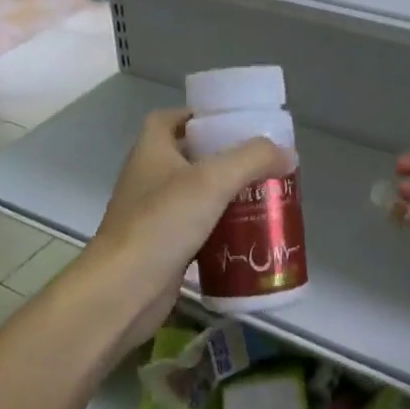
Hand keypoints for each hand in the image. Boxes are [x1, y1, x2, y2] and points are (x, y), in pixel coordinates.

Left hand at [88, 109, 290, 342]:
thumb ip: (252, 160)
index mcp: (151, 151)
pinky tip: (247, 236)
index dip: (198, 116)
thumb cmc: (162, 223)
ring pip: (195, 196)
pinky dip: (219, 230)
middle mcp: (148, 178)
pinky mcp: (162, 248)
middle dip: (224, 159)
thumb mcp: (212, 181)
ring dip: (225, 196)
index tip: (233, 124)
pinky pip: (196, 230)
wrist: (122, 292)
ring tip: (263, 197)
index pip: (170, 119)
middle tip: (261, 164)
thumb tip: (287, 153)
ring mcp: (153, 215)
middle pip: (189, 157)